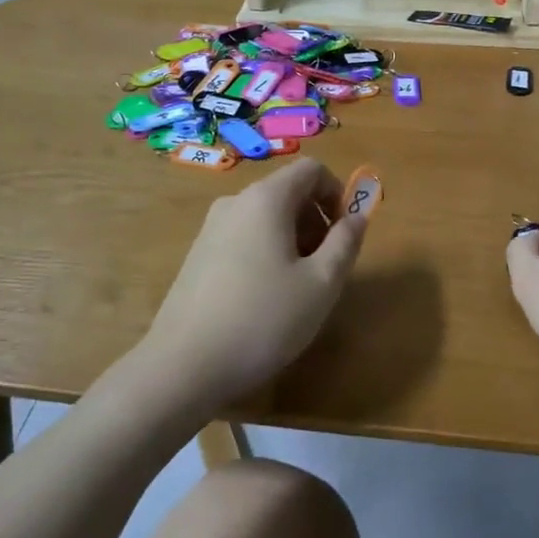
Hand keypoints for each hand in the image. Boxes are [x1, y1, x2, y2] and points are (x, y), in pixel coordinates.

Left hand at [137, 158, 366, 409]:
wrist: (181, 368)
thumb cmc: (262, 319)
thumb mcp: (321, 284)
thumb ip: (346, 242)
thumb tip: (357, 217)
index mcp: (266, 198)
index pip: (312, 169)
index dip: (337, 194)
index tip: (345, 235)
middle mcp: (235, 202)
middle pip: (288, 191)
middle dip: (316, 220)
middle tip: (325, 267)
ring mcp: (211, 228)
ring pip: (265, 216)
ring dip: (292, 239)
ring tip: (297, 287)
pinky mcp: (197, 255)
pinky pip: (244, 236)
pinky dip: (265, 252)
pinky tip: (264, 299)